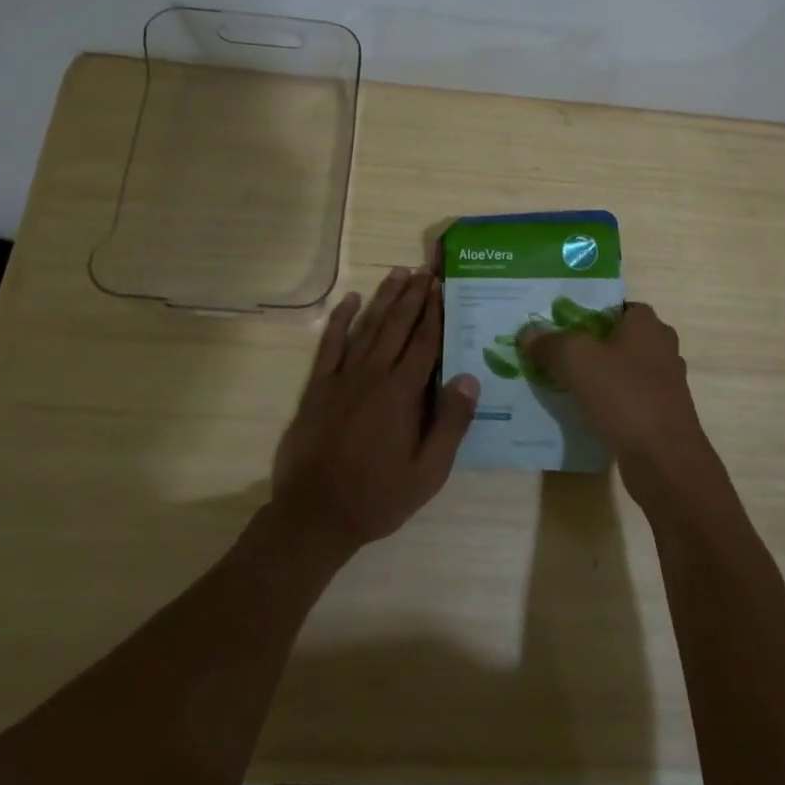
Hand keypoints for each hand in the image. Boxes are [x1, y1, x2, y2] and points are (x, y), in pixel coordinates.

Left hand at [272, 267, 479, 551]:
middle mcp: (374, 375)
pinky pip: (330, 344)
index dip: (435, 312)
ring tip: (399, 272)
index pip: (425, 343)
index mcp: (402, 394)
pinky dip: (340, 320)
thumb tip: (470, 378)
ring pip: (368, 327)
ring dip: (385, 298)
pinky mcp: (317, 387)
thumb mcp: (428, 473)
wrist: (314, 515)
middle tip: (426, 268)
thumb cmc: (377, 497)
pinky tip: (351, 299)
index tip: (443, 286)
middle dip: (414, 295)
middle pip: (398, 326)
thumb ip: (451, 424)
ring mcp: (342, 378)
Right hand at [520, 303, 719, 510]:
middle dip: (590, 344)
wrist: (664, 460)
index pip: (616, 305)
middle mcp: (662, 347)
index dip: (588, 312)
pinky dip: (610, 400)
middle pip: (619, 337)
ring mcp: (666, 382)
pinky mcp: (663, 413)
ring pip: (624, 368)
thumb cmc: (624, 396)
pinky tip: (586, 411)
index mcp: (648, 324)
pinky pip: (629, 396)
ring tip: (565, 382)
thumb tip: (528, 333)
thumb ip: (550, 343)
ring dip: (600, 374)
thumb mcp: (576, 360)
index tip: (560, 326)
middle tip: (557, 353)